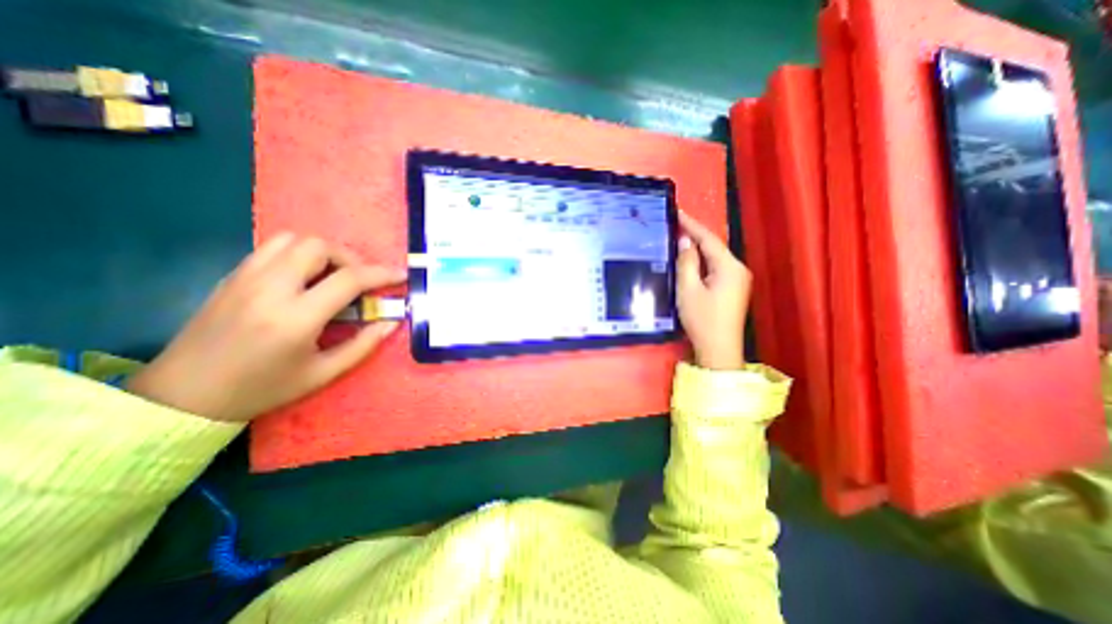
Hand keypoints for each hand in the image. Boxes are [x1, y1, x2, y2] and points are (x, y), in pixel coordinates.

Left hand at [127, 233, 403, 423]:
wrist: (182, 395)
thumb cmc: (262, 388)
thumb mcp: (323, 373)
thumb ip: (363, 345)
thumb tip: (392, 322)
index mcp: (295, 317)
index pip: (349, 279)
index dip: (381, 274)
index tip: (400, 275)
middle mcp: (269, 288)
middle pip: (318, 246)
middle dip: (350, 258)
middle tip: (360, 280)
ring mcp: (245, 278)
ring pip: (292, 239)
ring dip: (323, 252)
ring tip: (333, 275)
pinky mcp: (232, 276)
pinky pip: (272, 248)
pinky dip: (299, 254)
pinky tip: (306, 278)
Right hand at [673, 209, 750, 370]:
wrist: (719, 349)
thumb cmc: (702, 319)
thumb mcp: (688, 289)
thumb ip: (687, 262)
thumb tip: (685, 241)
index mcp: (729, 266)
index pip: (709, 239)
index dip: (692, 224)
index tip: (677, 212)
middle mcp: (738, 269)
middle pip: (714, 246)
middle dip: (695, 235)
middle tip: (675, 225)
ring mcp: (738, 280)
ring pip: (715, 257)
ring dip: (698, 249)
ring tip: (679, 239)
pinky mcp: (734, 289)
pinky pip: (716, 268)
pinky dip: (702, 262)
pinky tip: (691, 260)